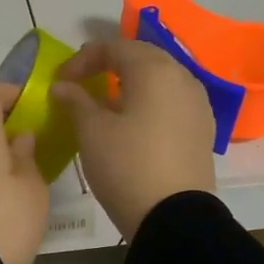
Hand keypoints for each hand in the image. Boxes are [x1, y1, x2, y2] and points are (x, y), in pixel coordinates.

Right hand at [50, 39, 216, 239]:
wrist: (174, 217)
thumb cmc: (127, 166)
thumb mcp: (91, 132)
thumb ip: (75, 101)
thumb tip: (62, 86)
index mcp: (155, 69)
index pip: (114, 46)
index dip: (82, 59)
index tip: (61, 81)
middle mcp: (183, 77)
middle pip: (142, 59)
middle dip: (109, 66)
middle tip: (83, 85)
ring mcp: (198, 104)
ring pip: (160, 81)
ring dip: (131, 86)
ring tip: (107, 106)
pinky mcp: (203, 130)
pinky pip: (172, 104)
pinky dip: (149, 105)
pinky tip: (133, 126)